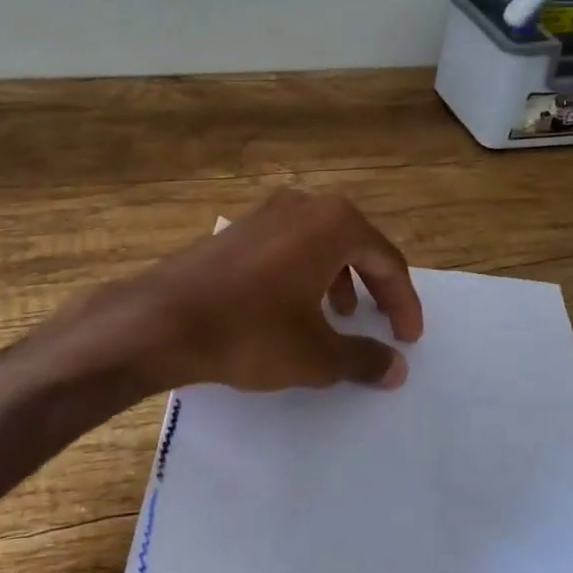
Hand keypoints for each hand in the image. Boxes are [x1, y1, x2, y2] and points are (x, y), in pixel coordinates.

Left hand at [91, 189, 423, 394]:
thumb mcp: (316, 355)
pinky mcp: (238, 227)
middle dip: (373, 284)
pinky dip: (305, 271)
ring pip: (320, 241)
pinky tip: (292, 306)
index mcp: (333, 224)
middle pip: (356, 243)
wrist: (164, 319)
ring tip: (337, 315)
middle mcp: (303, 205)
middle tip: (380, 321)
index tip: (408, 339)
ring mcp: (266, 212)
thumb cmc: (251, 331)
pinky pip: (289, 244)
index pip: (386, 260)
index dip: (403, 302)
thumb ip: (363, 358)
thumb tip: (396, 367)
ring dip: (338, 277)